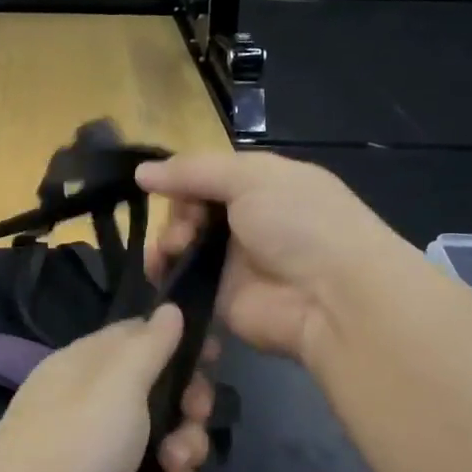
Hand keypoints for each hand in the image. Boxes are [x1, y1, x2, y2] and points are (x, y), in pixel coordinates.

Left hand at [0, 305, 215, 471]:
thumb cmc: (76, 441)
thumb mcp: (117, 382)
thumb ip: (149, 344)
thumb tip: (171, 307)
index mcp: (90, 363)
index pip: (142, 336)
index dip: (180, 343)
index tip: (213, 355)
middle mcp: (98, 399)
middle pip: (164, 388)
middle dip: (190, 405)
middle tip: (193, 416)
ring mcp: (107, 445)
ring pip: (170, 435)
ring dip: (184, 451)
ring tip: (172, 467)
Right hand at [137, 151, 394, 362]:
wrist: (330, 297)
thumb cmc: (299, 223)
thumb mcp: (252, 177)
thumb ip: (194, 171)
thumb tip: (141, 172)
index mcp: (262, 186)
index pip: (208, 177)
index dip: (183, 180)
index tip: (160, 186)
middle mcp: (246, 222)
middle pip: (190, 211)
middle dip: (177, 214)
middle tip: (185, 229)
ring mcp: (232, 263)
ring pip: (181, 247)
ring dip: (167, 243)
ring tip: (173, 251)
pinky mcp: (218, 300)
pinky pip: (181, 284)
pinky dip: (165, 276)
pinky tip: (160, 272)